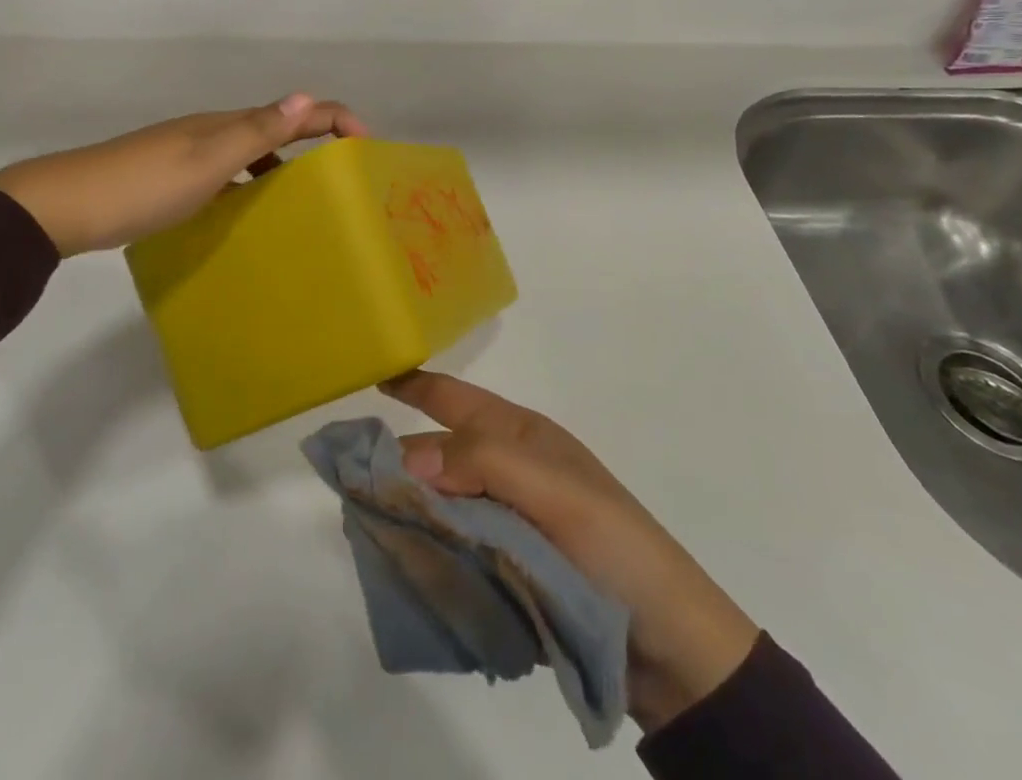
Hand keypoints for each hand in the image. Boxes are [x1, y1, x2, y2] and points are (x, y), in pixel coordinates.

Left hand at [0, 93, 369, 256]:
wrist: (66, 206)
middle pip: (274, 127)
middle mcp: (211, 132)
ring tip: (303, 204)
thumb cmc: (143, 186)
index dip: (334, 118)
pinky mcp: (170, 178)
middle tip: (342, 180)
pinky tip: (246, 214)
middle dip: (314, 142)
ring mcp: (188, 154)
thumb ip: (256, 132)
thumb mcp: (207, 162)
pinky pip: (227, 175)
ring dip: (282, 167)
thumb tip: (307, 96)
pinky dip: (249, 186)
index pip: (292, 111)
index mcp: (225, 124)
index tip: (367, 146)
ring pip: (250, 153)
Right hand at [384, 371, 758, 732]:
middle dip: (398, 457)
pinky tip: (399, 560)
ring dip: (407, 506)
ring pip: (442, 501)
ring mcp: (508, 520)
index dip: (413, 383)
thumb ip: (483, 461)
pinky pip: (454, 547)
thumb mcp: (557, 491)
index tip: (368, 372)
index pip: (455, 398)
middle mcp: (509, 469)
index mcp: (522, 437)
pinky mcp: (508, 567)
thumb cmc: (617, 549)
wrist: (674, 649)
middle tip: (347, 473)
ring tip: (361, 521)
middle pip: (439, 451)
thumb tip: (408, 457)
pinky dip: (426, 548)